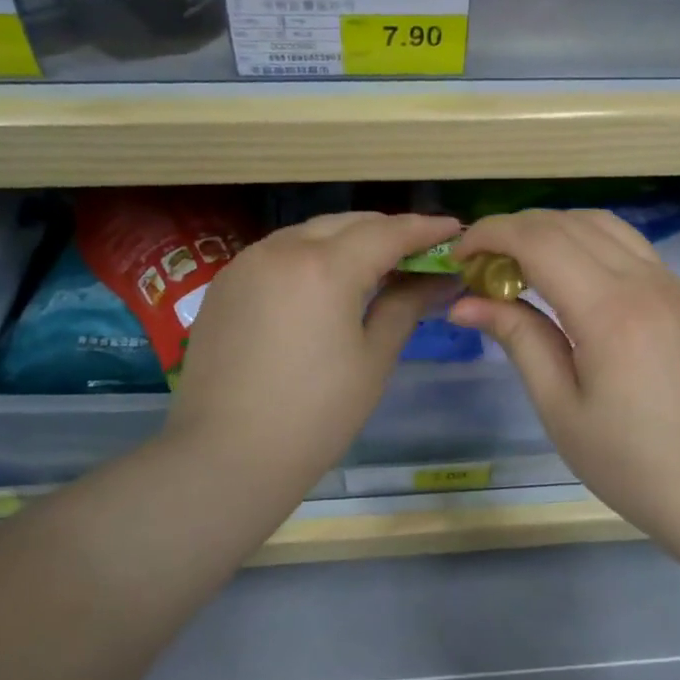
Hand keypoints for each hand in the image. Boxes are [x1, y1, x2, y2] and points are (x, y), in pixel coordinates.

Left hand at [168, 211, 459, 509]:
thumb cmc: (315, 415)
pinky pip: (279, 252)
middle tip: (419, 251)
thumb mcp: (373, 360)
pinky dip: (311, 255)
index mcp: (325, 268)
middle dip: (387, 230)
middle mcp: (282, 249)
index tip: (454, 230)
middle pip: (347, 223)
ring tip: (376, 264)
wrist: (226, 455)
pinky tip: (325, 282)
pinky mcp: (224, 284)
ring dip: (347, 240)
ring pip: (309, 233)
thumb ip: (406, 306)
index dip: (425, 229)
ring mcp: (247, 263)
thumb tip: (440, 280)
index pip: (387, 232)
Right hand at [449, 209, 679, 540]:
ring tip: (519, 265)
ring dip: (552, 230)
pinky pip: (627, 244)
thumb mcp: (560, 407)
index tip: (458, 256)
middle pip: (567, 222)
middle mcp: (643, 280)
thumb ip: (518, 339)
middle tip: (481, 266)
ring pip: (601, 224)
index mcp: (609, 310)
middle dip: (514, 230)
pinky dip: (586, 241)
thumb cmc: (630, 462)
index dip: (491, 235)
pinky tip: (567, 276)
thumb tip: (465, 303)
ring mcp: (669, 283)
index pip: (539, 240)